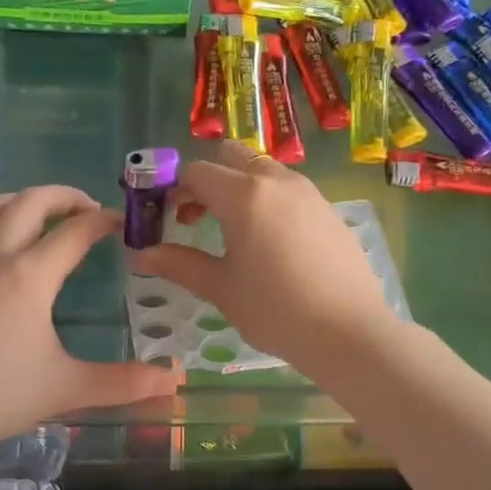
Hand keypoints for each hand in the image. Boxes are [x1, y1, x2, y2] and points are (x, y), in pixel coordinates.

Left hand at [0, 186, 178, 452]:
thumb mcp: (68, 389)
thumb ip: (124, 382)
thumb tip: (176, 380)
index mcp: (30, 276)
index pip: (74, 233)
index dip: (103, 222)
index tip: (122, 223)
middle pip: (30, 203)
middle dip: (63, 196)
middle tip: (86, 207)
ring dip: (19, 200)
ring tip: (38, 209)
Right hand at [133, 144, 400, 374]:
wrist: (349, 332)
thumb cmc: (275, 310)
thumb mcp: (221, 288)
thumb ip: (179, 264)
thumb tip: (141, 255)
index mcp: (243, 195)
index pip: (196, 172)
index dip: (173, 189)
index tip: (165, 218)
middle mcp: (276, 181)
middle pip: (231, 157)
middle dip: (206, 180)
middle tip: (195, 218)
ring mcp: (308, 192)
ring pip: (263, 170)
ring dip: (238, 188)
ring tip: (231, 232)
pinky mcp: (329, 209)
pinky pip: (288, 189)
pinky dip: (267, 200)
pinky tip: (270, 244)